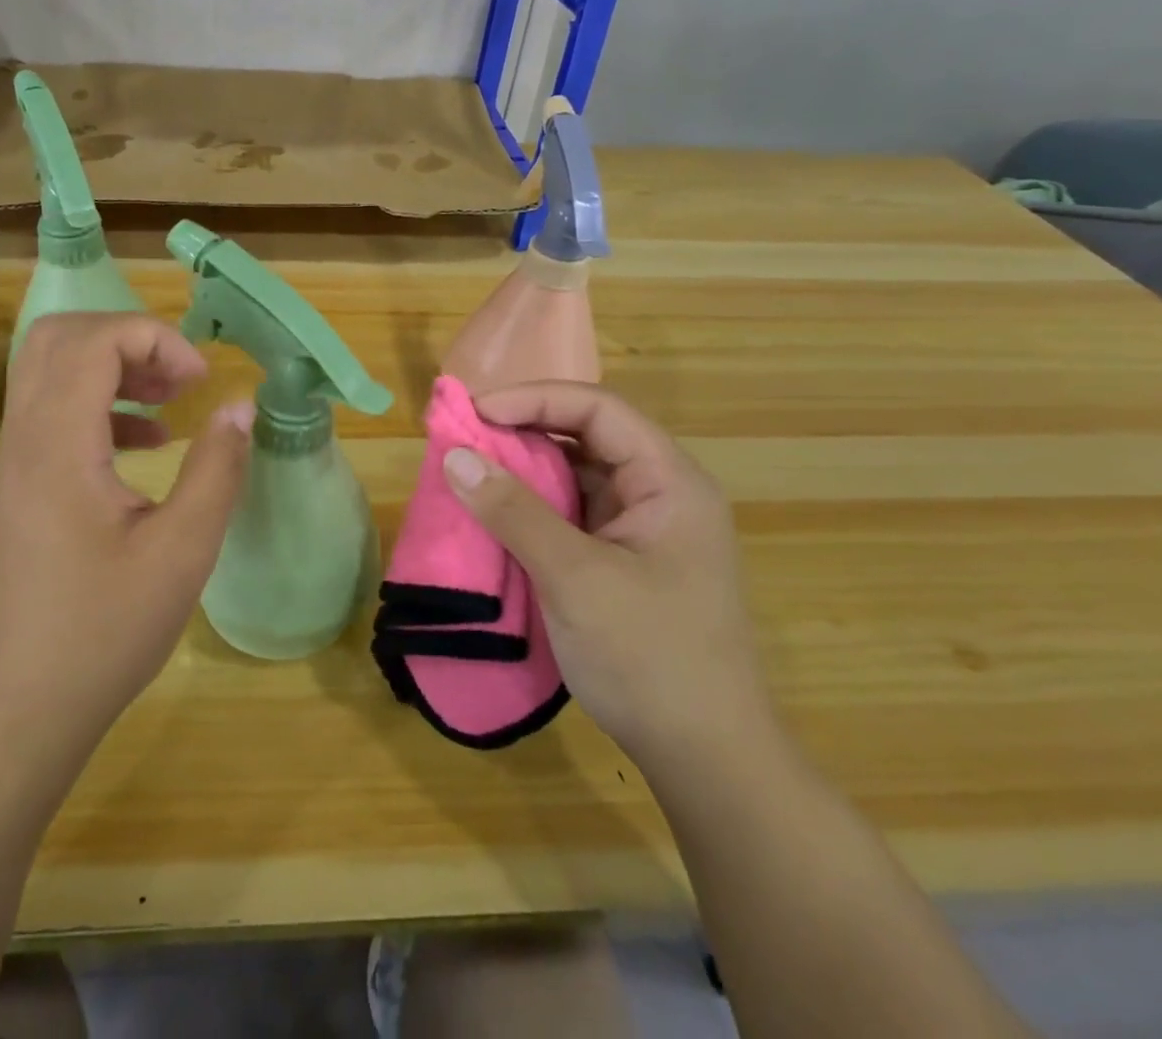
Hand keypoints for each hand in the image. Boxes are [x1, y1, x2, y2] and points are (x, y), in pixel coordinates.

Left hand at [0, 314, 253, 778]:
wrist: (18, 706)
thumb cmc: (102, 632)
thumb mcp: (181, 552)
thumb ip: (217, 470)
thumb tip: (239, 408)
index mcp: (58, 444)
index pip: (93, 340)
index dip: (154, 338)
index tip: (200, 381)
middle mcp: (26, 437)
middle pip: (60, 336)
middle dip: (129, 338)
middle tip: (180, 376)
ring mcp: (17, 459)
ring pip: (52, 368)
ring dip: (115, 366)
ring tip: (172, 398)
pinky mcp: (23, 482)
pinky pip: (55, 409)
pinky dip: (103, 404)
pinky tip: (150, 442)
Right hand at [441, 381, 773, 775]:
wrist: (706, 760)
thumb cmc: (649, 658)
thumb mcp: (575, 578)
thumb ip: (514, 511)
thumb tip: (454, 456)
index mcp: (669, 482)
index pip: (598, 411)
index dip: (535, 399)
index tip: (476, 412)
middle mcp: (660, 494)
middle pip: (587, 437)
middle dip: (524, 431)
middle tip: (465, 437)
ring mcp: (642, 530)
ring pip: (576, 476)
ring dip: (524, 470)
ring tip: (471, 469)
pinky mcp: (622, 560)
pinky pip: (571, 513)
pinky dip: (531, 507)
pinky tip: (496, 514)